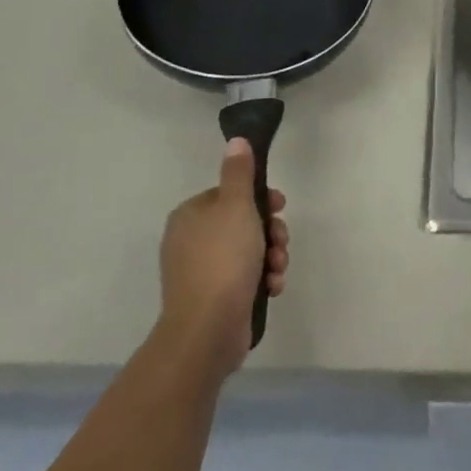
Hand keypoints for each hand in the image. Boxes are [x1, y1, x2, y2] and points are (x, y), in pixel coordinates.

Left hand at [157, 139, 289, 371]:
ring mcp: (201, 272)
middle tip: (280, 241)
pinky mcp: (214, 299)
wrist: (207, 330)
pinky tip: (272, 287)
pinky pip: (244, 278)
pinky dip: (262, 279)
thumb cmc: (222, 259)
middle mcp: (191, 241)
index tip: (280, 207)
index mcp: (190, 215)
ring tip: (277, 268)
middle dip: (270, 232)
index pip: (230, 194)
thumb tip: (236, 140)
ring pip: (248, 251)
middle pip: (243, 222)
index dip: (260, 198)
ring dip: (271, 256)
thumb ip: (239, 172)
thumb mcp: (236, 206)